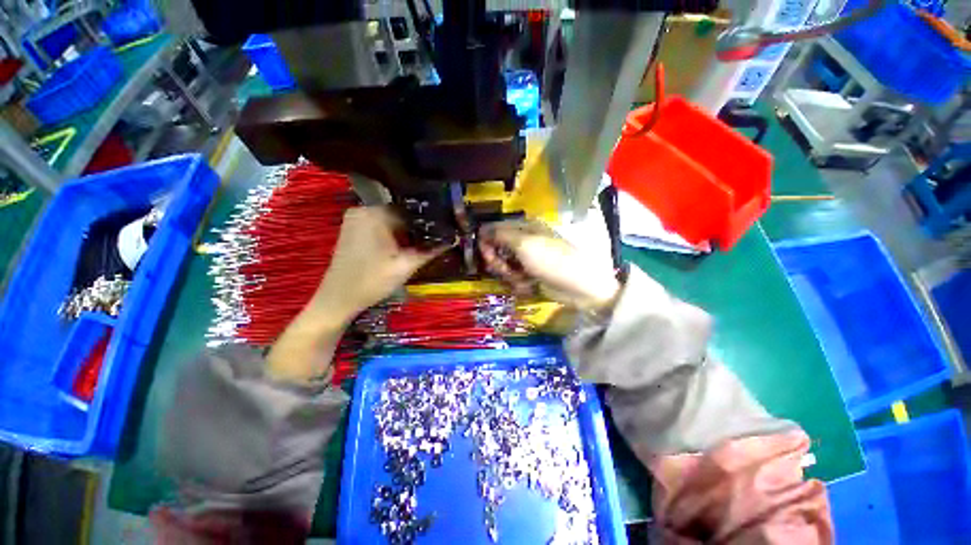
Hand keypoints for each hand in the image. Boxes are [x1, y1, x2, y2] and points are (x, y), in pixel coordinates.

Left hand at [312, 206, 443, 325]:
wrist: (339, 298)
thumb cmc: (372, 281)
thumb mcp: (406, 266)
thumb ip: (430, 250)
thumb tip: (452, 239)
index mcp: (375, 214)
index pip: (410, 210)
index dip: (427, 222)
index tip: (441, 233)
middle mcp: (363, 210)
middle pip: (400, 214)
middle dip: (416, 229)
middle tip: (432, 242)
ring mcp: (355, 219)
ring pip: (390, 221)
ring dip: (405, 233)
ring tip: (420, 246)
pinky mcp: (352, 229)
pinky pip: (379, 226)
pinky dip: (391, 235)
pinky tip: (400, 248)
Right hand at [479, 221, 620, 311]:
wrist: (579, 287)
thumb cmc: (551, 260)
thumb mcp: (524, 244)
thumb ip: (500, 235)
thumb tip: (481, 229)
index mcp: (524, 228)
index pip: (495, 229)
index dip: (487, 242)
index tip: (484, 254)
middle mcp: (525, 242)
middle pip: (498, 250)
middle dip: (499, 263)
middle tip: (505, 270)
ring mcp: (528, 260)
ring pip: (505, 267)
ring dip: (510, 276)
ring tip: (523, 280)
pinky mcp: (532, 276)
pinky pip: (515, 279)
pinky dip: (520, 284)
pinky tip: (530, 287)